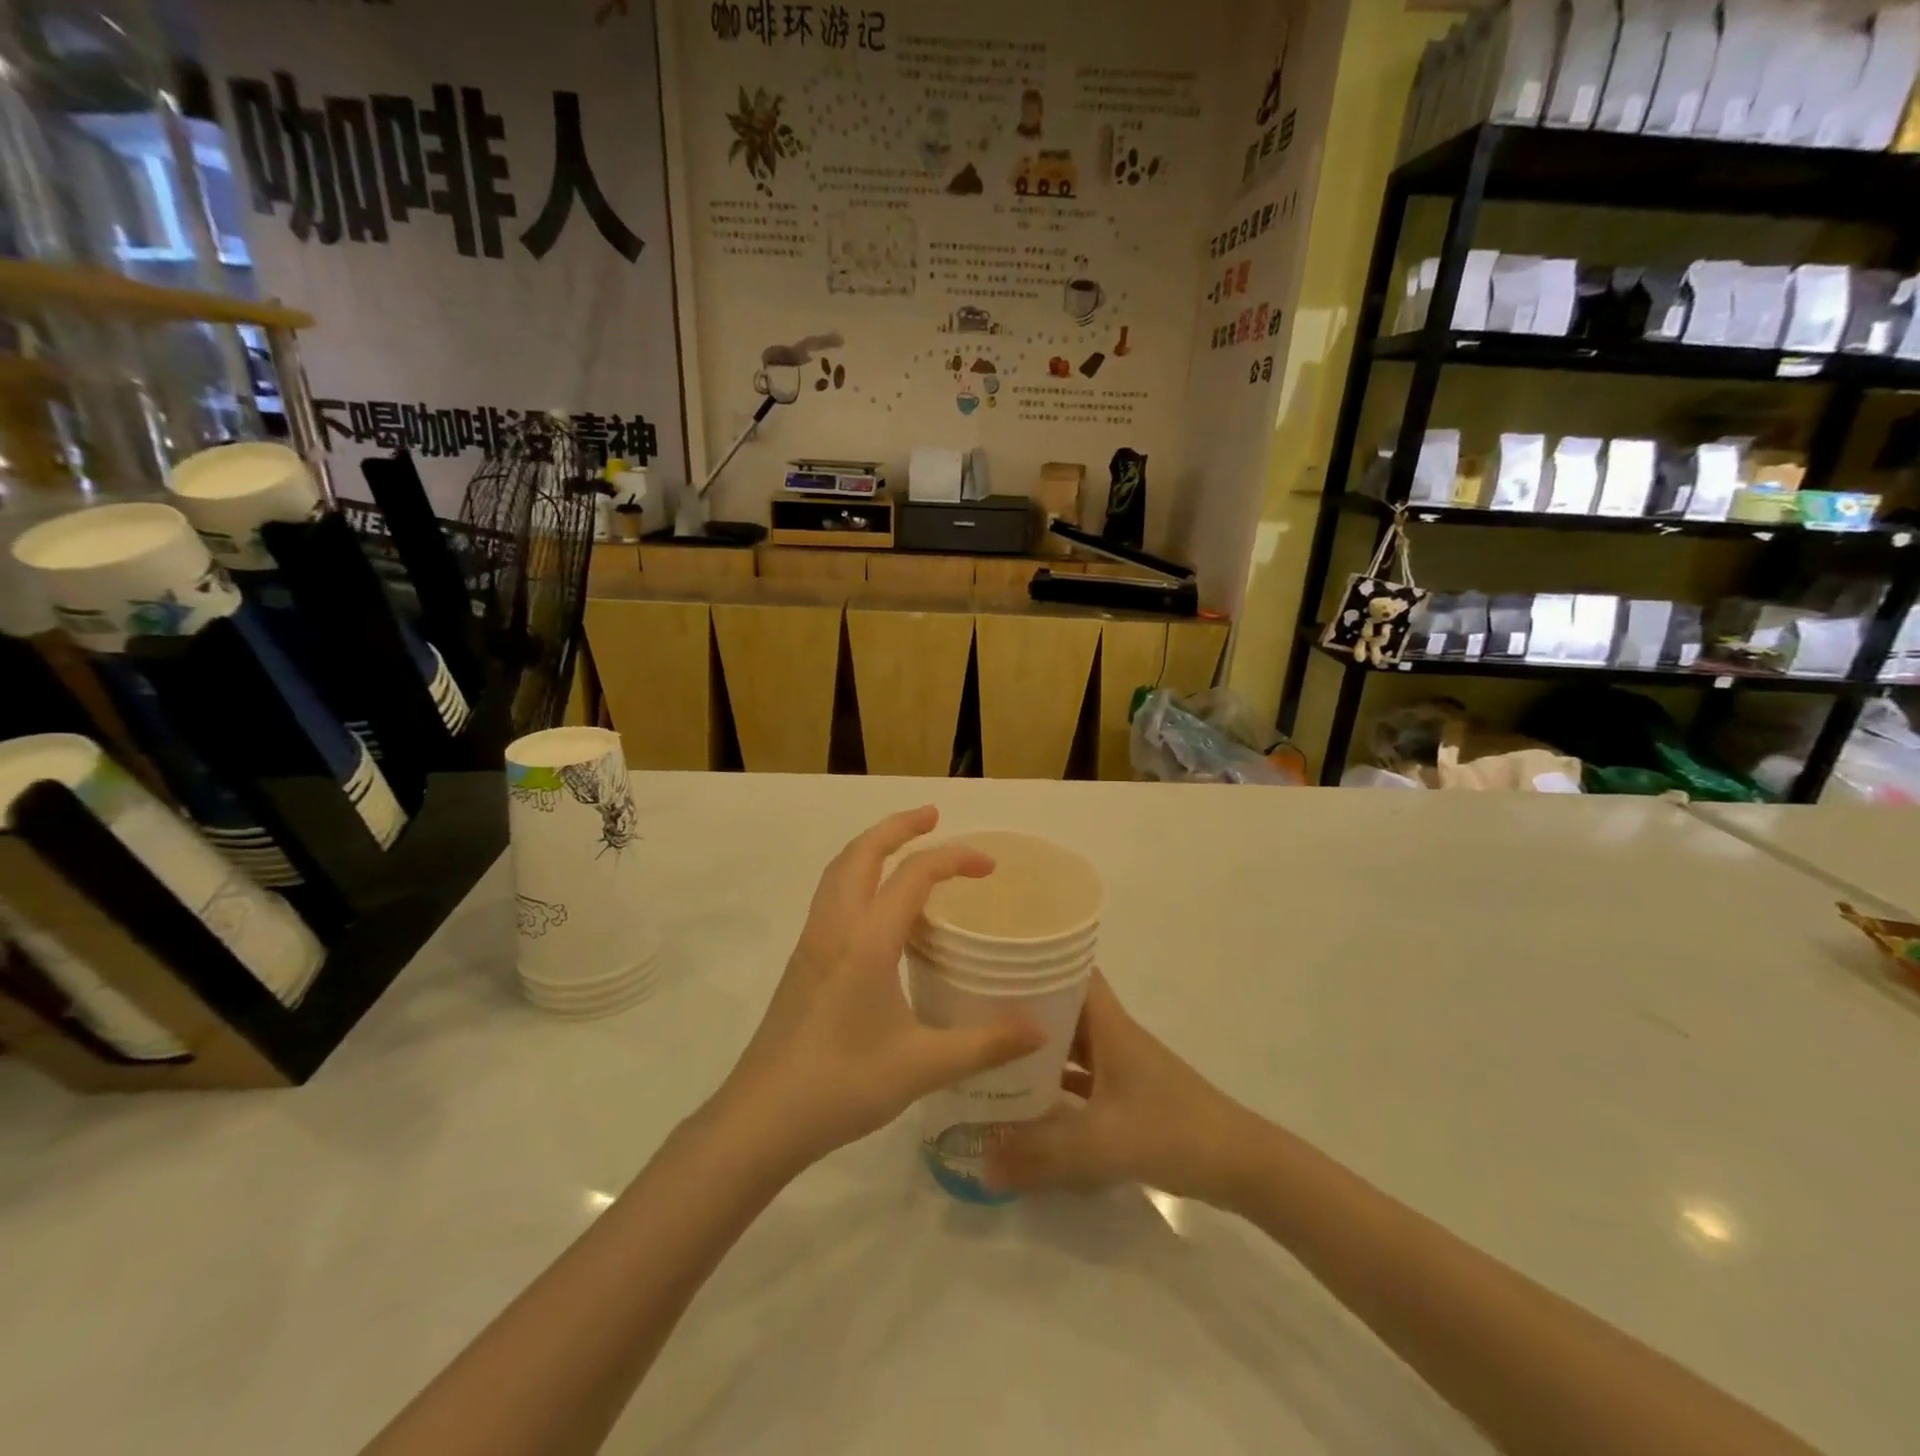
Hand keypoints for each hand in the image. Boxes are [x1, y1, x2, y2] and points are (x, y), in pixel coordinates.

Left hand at [718, 807, 1046, 1171]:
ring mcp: (812, 943)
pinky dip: (857, 876)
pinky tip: (878, 909)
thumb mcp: (922, 1067)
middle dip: (898, 826)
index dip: (954, 859)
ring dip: (871, 847)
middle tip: (933, 816)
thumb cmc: (841, 1085)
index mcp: (865, 940)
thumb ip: (985, 1044)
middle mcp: (835, 927)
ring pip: (838, 871)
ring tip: (905, 847)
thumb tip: (1039, 1029)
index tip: (989, 866)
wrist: (760, 1118)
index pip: (913, 875)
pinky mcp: (802, 962)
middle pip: (862, 853)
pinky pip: (831, 896)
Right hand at [985, 973, 1252, 1204]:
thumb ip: (1042, 1155)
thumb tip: (980, 1166)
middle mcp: (1112, 1037)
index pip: (1072, 972)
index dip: (1037, 962)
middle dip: (1023, 1011)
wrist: (1240, 1165)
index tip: (995, 964)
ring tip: (990, 1056)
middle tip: (975, 1015)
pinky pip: (1081, 1080)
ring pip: (1070, 1046)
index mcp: (1109, 1026)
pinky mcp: (1127, 1097)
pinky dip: (1055, 1086)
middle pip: (1063, 1009)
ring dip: (1038, 1051)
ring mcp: (1121, 1067)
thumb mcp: (1102, 1144)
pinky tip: (1027, 1104)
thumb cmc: (1172, 1132)